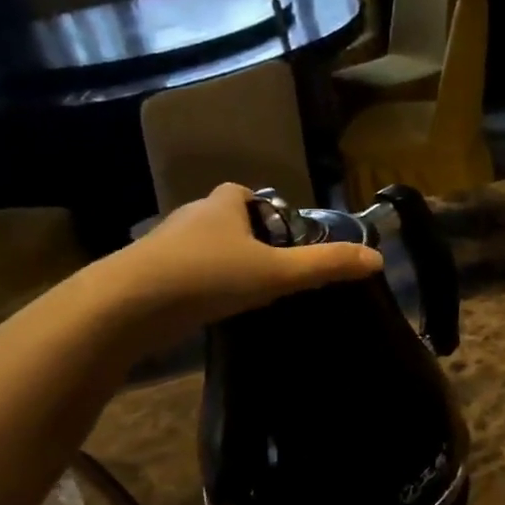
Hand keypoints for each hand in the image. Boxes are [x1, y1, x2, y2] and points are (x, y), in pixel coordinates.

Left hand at [86, 184, 382, 339]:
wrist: (128, 305)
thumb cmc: (208, 277)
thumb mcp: (276, 273)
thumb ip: (325, 266)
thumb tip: (377, 258)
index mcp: (221, 207)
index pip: (245, 194)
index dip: (267, 211)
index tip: (285, 240)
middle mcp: (190, 218)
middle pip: (225, 222)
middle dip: (247, 241)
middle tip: (272, 273)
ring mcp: (164, 247)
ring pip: (203, 249)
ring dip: (222, 266)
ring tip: (245, 296)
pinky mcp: (147, 276)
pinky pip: (184, 274)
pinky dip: (200, 286)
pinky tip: (212, 310)